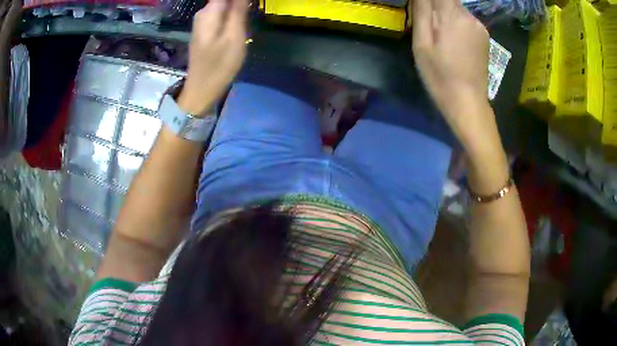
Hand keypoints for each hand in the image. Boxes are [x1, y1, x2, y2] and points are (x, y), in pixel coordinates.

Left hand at [177, 0, 247, 115]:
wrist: (202, 89)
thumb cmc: (219, 64)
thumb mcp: (234, 36)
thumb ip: (238, 10)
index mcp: (210, 11)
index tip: (250, 4)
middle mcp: (203, 12)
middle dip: (239, 2)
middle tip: (252, 10)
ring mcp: (203, 21)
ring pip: (223, 5)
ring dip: (237, 6)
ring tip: (248, 17)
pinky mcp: (205, 29)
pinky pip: (221, 13)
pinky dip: (232, 13)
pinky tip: (240, 21)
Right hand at [412, 0, 489, 126]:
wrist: (468, 103)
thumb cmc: (440, 75)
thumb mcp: (422, 43)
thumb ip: (422, 11)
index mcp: (453, 16)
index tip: (424, 10)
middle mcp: (470, 16)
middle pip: (449, 0)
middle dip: (435, 6)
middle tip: (428, 27)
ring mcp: (480, 27)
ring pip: (457, 9)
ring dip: (446, 15)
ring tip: (440, 37)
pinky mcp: (485, 37)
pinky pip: (467, 20)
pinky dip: (456, 23)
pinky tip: (453, 42)